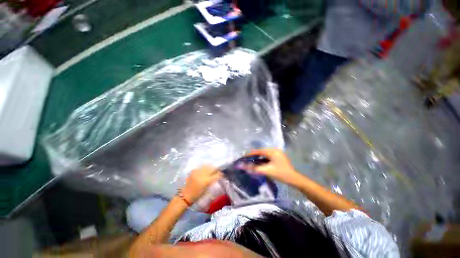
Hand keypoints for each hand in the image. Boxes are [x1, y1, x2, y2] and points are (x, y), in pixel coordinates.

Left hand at [181, 165, 221, 203]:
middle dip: (216, 169)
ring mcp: (197, 171)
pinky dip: (204, 167)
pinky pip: (201, 166)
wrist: (185, 195)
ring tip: (212, 169)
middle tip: (218, 171)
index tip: (222, 174)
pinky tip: (205, 169)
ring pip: (207, 165)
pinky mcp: (193, 170)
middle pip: (212, 168)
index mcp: (206, 181)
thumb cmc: (197, 195)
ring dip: (210, 167)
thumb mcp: (207, 189)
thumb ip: (212, 181)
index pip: (217, 175)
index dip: (221, 174)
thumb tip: (218, 176)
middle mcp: (202, 174)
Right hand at [245, 148, 299, 184]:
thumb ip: (255, 168)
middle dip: (254, 155)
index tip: (244, 156)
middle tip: (247, 159)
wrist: (294, 179)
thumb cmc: (281, 174)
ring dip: (258, 157)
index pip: (259, 151)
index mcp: (273, 151)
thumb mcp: (267, 171)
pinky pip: (268, 156)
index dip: (251, 154)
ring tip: (251, 160)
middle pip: (261, 151)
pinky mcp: (278, 157)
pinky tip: (259, 162)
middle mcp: (275, 150)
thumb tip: (244, 166)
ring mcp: (277, 153)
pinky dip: (263, 159)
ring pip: (265, 154)